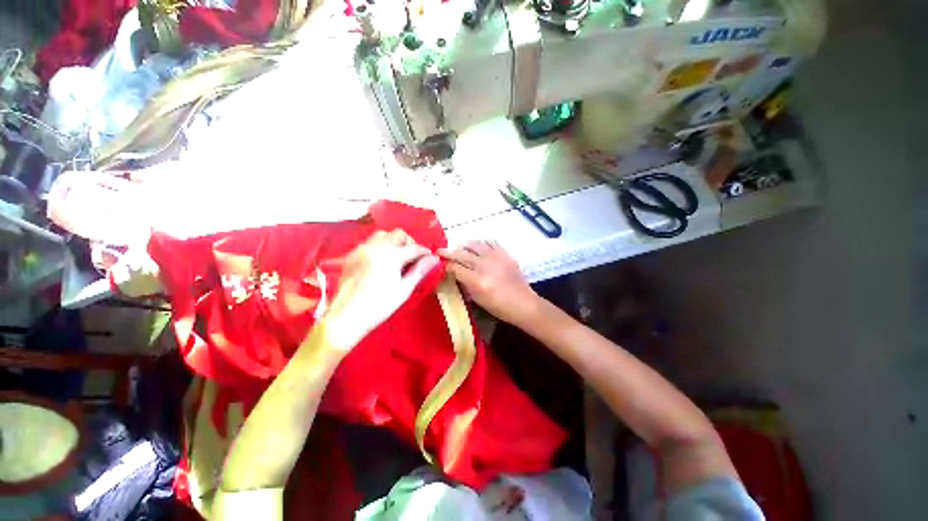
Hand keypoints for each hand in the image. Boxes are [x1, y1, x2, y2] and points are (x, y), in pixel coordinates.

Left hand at [324, 230, 439, 351]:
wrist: (346, 317)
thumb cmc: (379, 306)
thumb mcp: (404, 289)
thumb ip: (419, 270)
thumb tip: (434, 258)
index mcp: (390, 257)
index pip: (413, 248)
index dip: (424, 252)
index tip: (430, 257)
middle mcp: (375, 248)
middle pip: (398, 234)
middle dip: (409, 243)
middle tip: (412, 258)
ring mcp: (361, 249)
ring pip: (382, 235)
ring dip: (393, 242)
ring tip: (397, 257)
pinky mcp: (352, 255)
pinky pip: (369, 242)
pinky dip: (380, 246)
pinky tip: (382, 261)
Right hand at [439, 241, 539, 326]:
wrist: (524, 303)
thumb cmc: (499, 307)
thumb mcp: (478, 299)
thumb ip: (464, 284)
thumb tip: (454, 273)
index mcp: (478, 281)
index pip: (455, 268)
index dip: (445, 265)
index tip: (439, 264)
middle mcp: (485, 266)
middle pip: (462, 254)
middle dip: (448, 252)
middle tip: (440, 251)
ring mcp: (496, 257)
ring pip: (474, 244)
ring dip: (464, 246)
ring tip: (460, 249)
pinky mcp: (505, 254)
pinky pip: (490, 242)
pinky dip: (481, 243)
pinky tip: (478, 248)